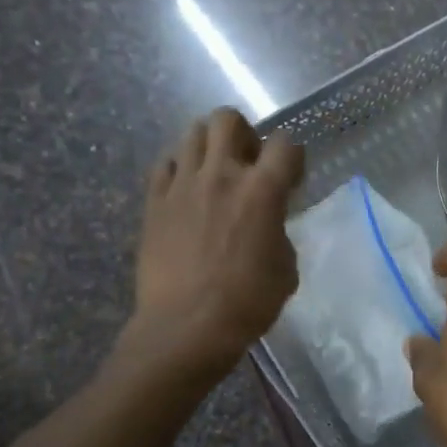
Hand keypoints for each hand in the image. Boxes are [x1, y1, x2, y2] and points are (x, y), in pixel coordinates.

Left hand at [125, 107, 303, 377]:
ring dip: (210, 146)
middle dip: (244, 134)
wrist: (186, 327)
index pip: (285, 144)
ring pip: (193, 133)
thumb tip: (267, 226)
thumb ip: (279, 233)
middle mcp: (221, 175)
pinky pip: (165, 164)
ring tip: (214, 174)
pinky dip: (179, 169)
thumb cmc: (247, 303)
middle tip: (248, 164)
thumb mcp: (286, 270)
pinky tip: (186, 192)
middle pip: (228, 119)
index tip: (291, 179)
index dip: (292, 157)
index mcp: (262, 190)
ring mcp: (182, 185)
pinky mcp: (154, 202)